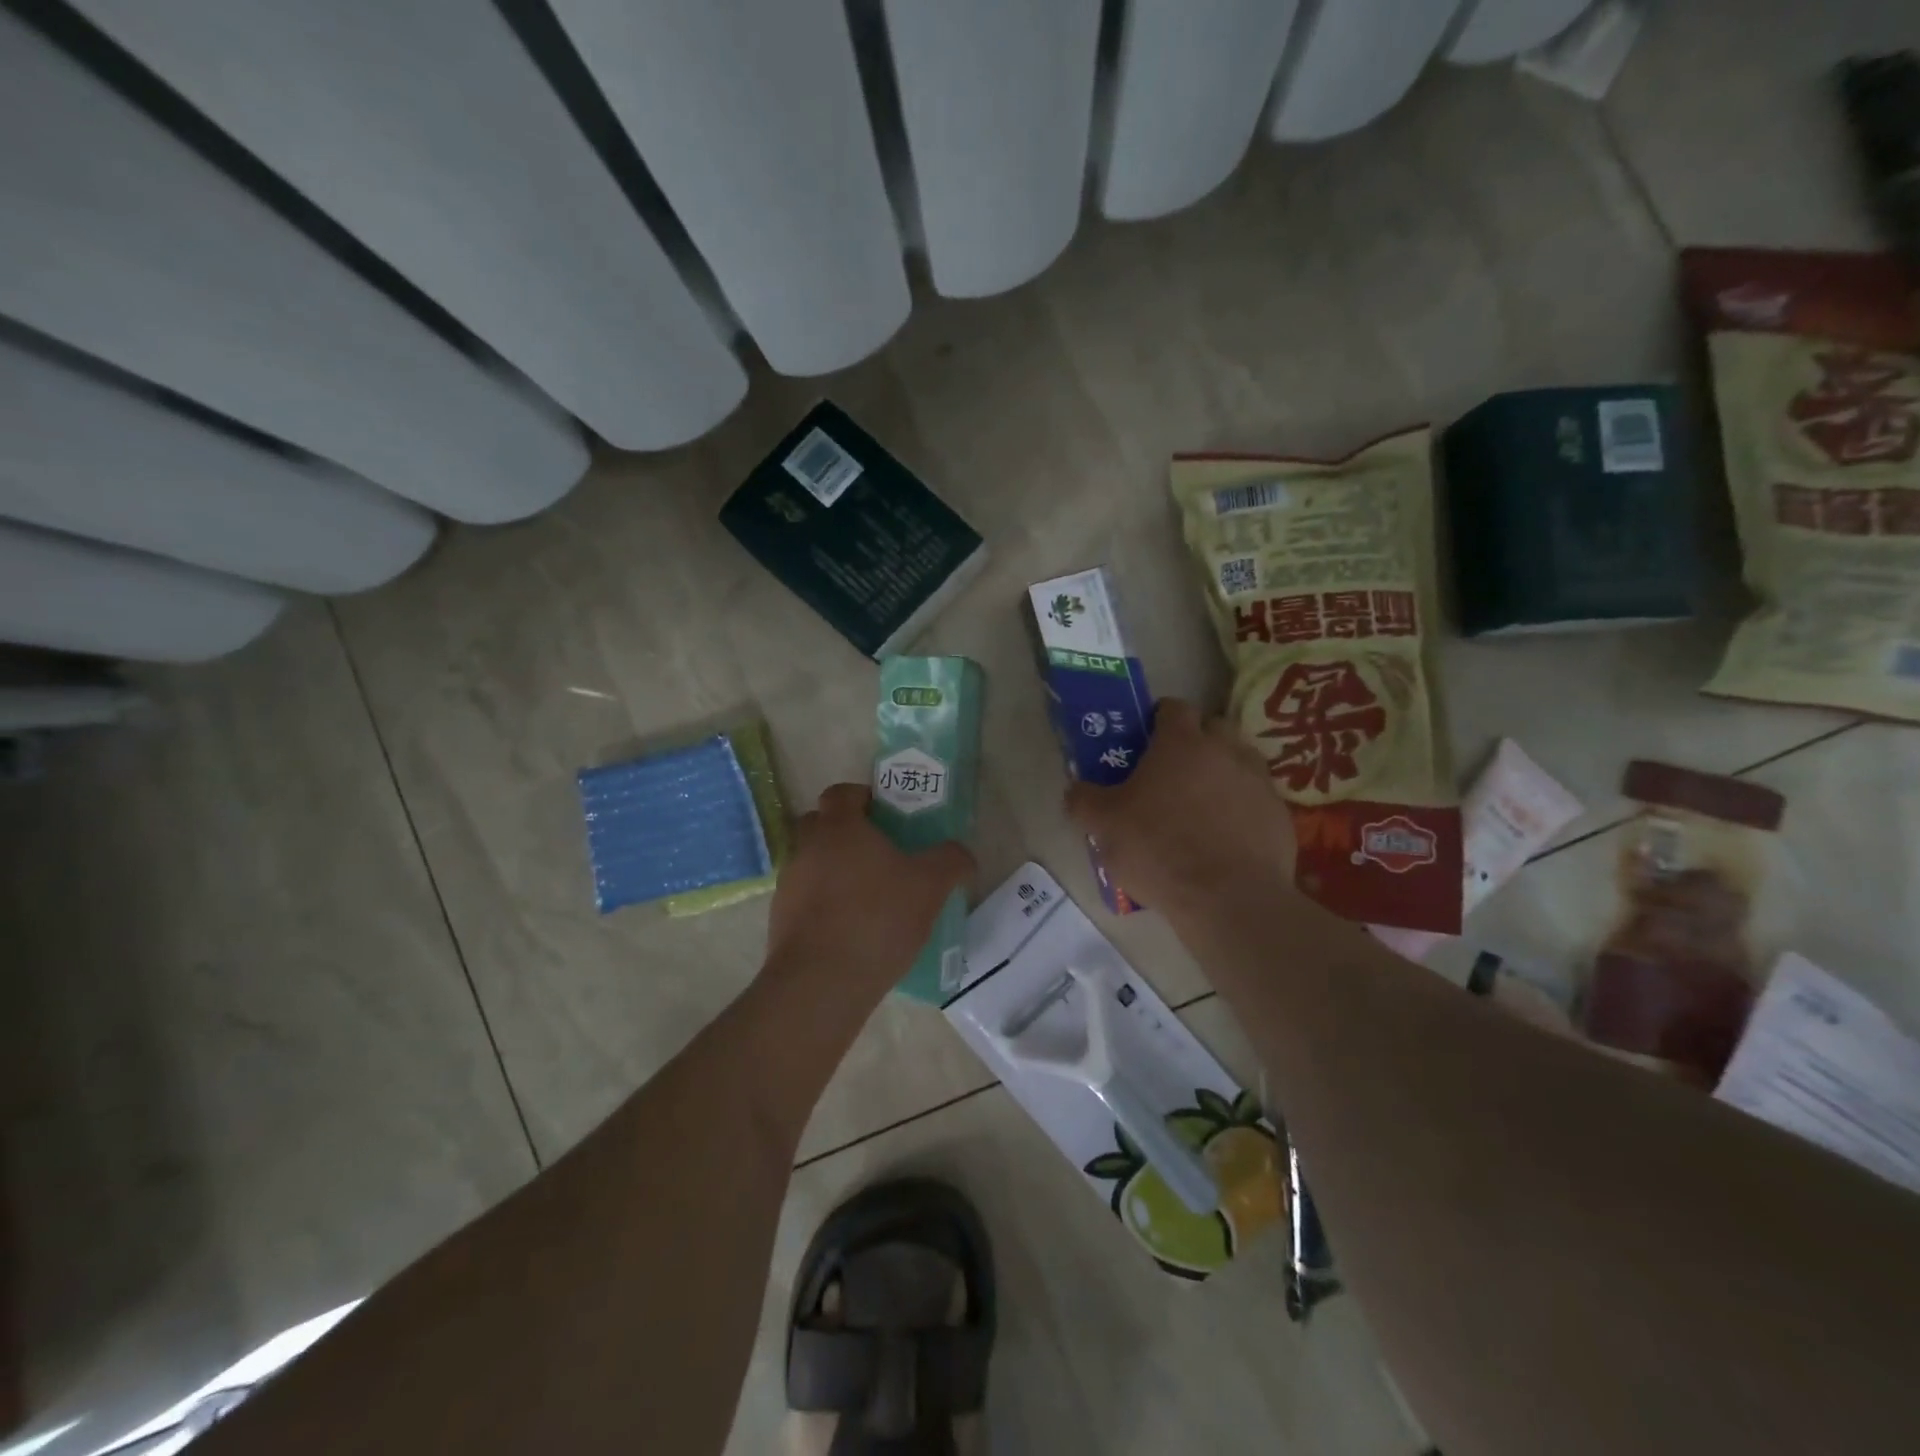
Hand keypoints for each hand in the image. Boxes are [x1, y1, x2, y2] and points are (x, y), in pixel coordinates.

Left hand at [763, 783, 974, 998]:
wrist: (821, 983)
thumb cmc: (877, 918)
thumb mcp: (930, 886)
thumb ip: (951, 861)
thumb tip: (962, 854)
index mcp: (839, 828)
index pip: (841, 793)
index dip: (862, 797)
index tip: (885, 814)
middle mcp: (806, 848)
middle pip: (820, 824)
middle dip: (845, 831)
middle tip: (879, 852)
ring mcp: (788, 885)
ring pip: (811, 863)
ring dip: (833, 870)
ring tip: (868, 897)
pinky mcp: (780, 920)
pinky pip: (805, 899)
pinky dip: (824, 904)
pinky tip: (851, 929)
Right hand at [1065, 698, 1296, 915]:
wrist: (1229, 899)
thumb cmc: (1159, 849)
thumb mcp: (1104, 826)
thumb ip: (1084, 801)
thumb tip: (1075, 790)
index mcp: (1181, 743)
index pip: (1173, 707)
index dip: (1158, 719)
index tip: (1145, 741)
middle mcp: (1225, 751)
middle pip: (1213, 727)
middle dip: (1195, 741)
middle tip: (1172, 773)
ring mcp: (1258, 781)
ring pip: (1240, 761)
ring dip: (1222, 772)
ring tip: (1202, 805)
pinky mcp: (1280, 814)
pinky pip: (1257, 799)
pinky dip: (1242, 808)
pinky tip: (1226, 837)